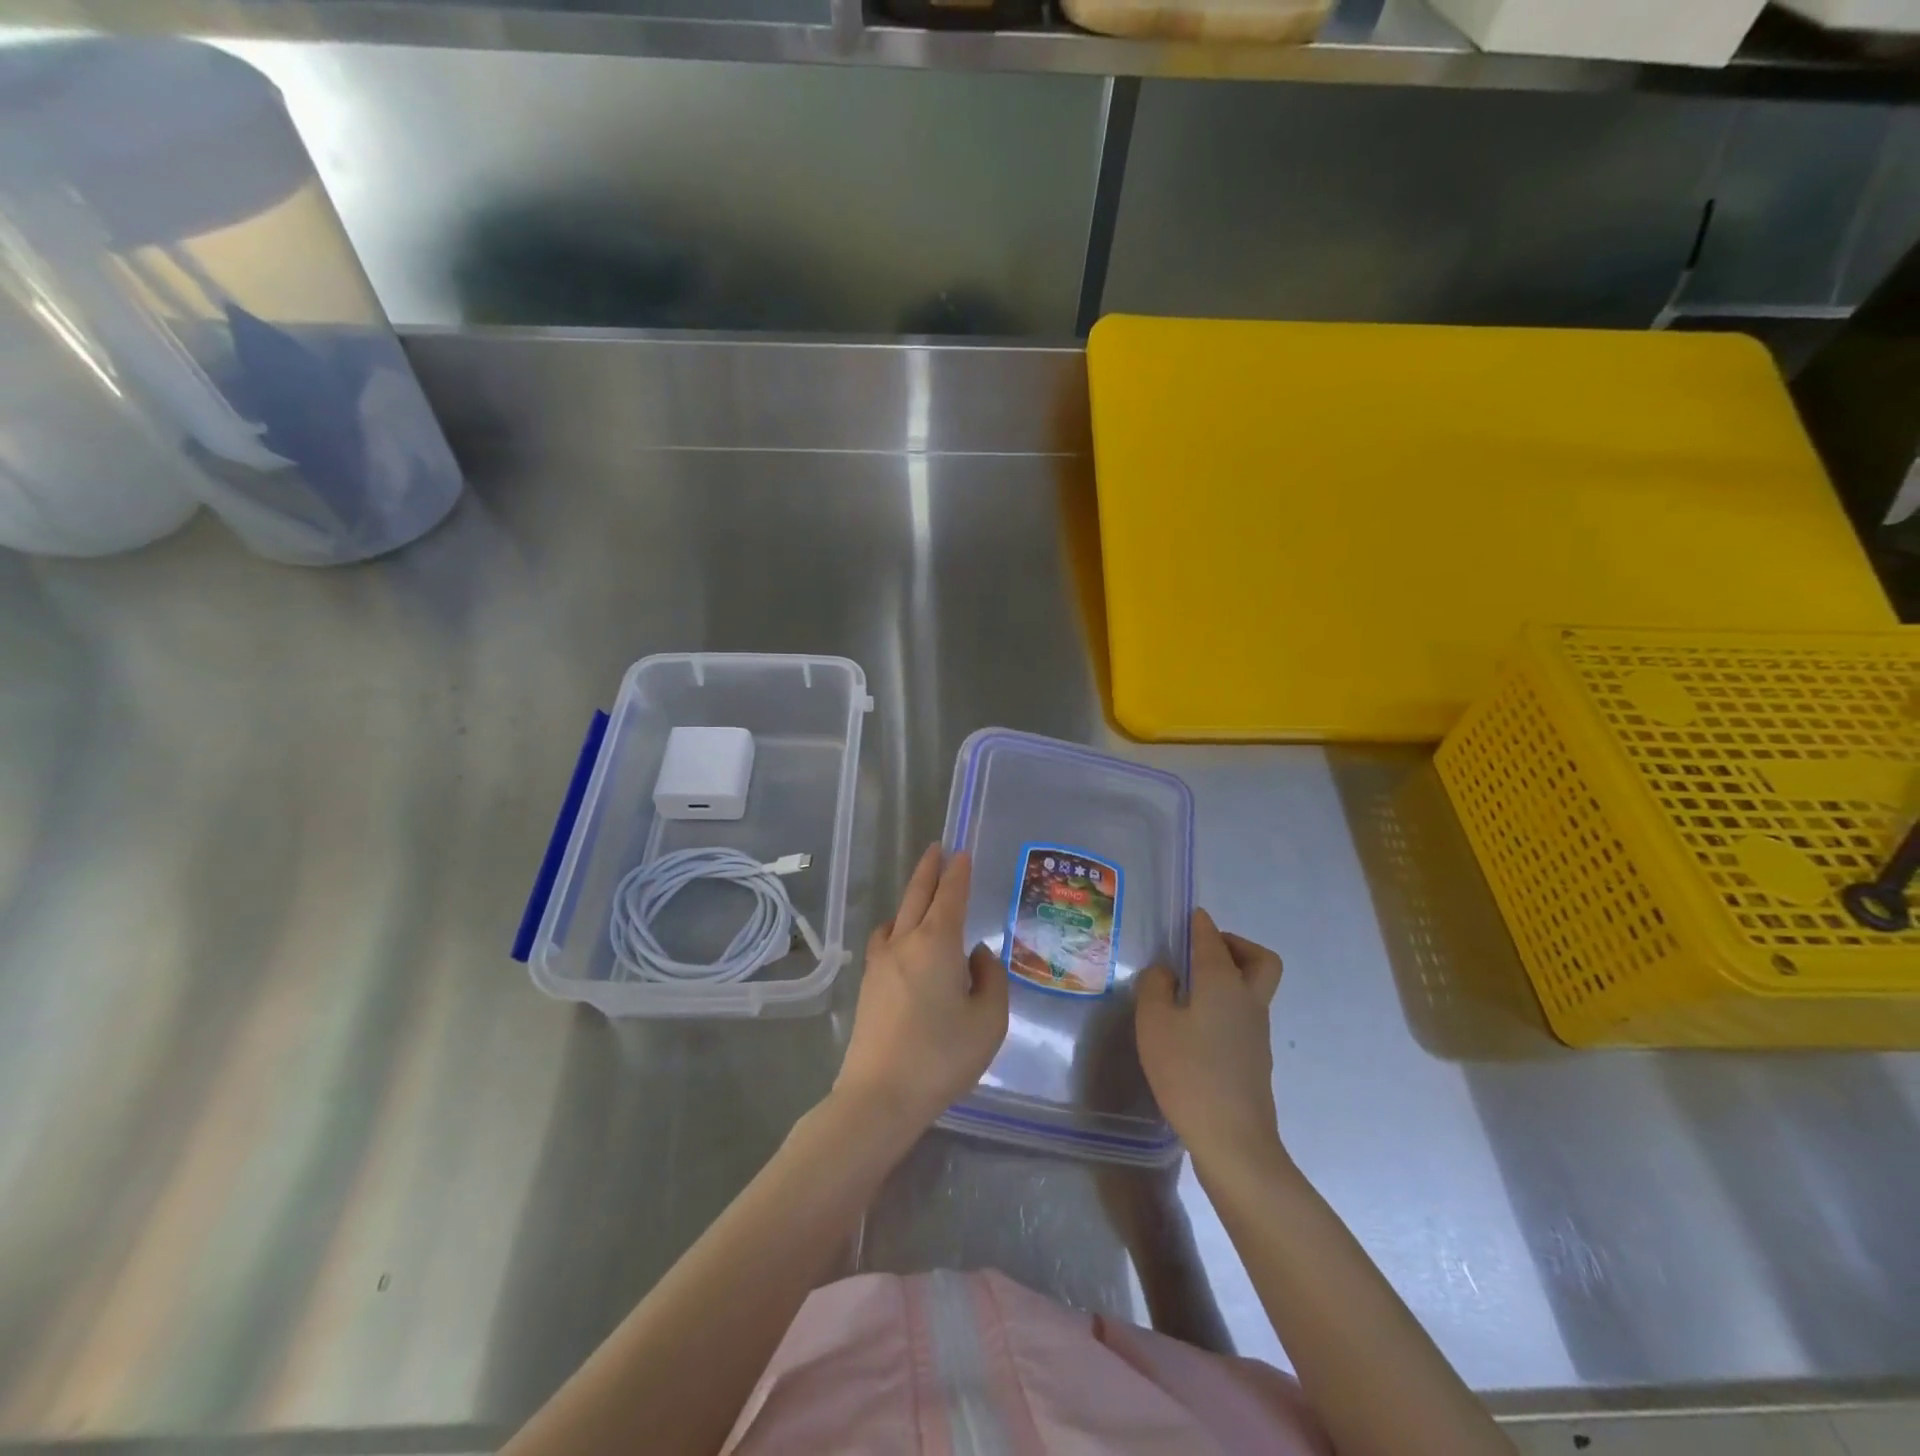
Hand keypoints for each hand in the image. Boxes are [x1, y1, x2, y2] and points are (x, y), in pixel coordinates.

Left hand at [835, 844, 1008, 1136]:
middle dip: (929, 869)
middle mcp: (905, 941)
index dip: (958, 873)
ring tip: (923, 893)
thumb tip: (977, 954)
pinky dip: (897, 926)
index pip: (950, 895)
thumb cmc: (942, 1055)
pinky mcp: (868, 984)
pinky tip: (901, 939)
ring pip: (897, 916)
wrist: (880, 1094)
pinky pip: (884, 939)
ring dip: (911, 897)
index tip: (961, 853)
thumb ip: (990, 979)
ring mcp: (880, 962)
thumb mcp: (988, 1020)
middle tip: (937, 848)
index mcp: (937, 942)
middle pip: (917, 895)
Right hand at [1136, 909, 1285, 1171]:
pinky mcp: (1254, 1059)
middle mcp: (1247, 1000)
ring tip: (1190, 987)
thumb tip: (1166, 972)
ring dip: (1230, 976)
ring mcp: (1256, 1032)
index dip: (1200, 923)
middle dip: (1235, 946)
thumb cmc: (1189, 1073)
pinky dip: (1225, 1005)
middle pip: (1259, 960)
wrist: (1233, 1140)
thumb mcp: (1154, 1023)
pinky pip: (1244, 1015)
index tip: (1190, 916)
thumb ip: (1155, 987)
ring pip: (1254, 988)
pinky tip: (1195, 1024)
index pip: (1212, 939)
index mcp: (1222, 983)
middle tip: (1203, 951)